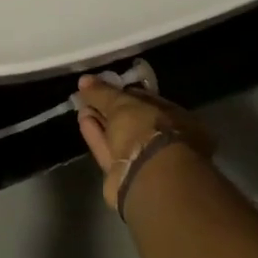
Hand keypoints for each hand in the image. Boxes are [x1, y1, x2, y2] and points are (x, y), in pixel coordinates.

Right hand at [74, 76, 215, 208]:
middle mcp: (163, 139)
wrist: (148, 176)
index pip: (147, 100)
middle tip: (89, 96)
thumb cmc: (147, 129)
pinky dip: (96, 136)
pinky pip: (109, 150)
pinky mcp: (125, 175)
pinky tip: (83, 121)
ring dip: (101, 121)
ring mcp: (145, 159)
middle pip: (132, 120)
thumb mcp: (124, 103)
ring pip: (119, 137)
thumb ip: (103, 92)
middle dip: (110, 108)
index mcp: (175, 118)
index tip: (105, 86)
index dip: (124, 92)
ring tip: (82, 107)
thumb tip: (84, 80)